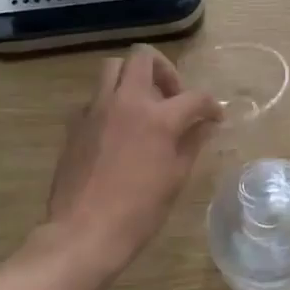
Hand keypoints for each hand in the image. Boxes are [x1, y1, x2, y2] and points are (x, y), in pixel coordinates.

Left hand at [38, 45, 221, 279]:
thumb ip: (192, 143)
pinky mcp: (75, 124)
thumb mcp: (176, 177)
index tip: (214, 117)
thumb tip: (204, 126)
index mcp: (158, 118)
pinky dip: (112, 103)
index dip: (210, 105)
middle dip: (165, 70)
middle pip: (143, 57)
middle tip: (172, 96)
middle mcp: (125, 103)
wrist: (84, 232)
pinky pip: (96, 98)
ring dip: (133, 78)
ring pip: (113, 69)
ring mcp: (96, 110)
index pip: (194, 96)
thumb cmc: (139, 210)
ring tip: (144, 106)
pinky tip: (119, 132)